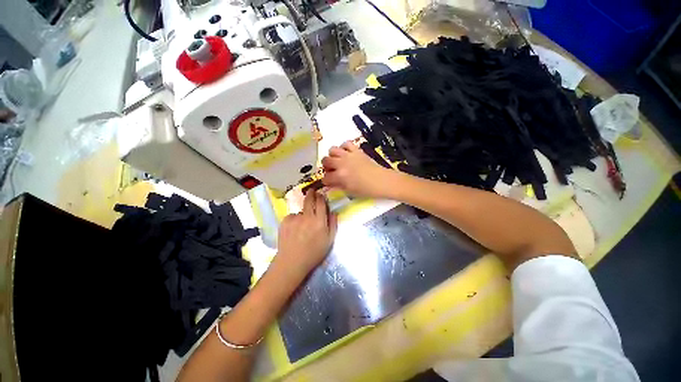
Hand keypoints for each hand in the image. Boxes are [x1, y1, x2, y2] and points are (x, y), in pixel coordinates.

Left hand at [273, 191, 337, 280]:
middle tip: (312, 191)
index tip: (320, 194)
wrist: (292, 262)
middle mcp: (307, 217)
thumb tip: (334, 211)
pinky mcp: (285, 221)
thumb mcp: (329, 240)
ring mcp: (295, 218)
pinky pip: (292, 216)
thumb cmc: (314, 253)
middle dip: (311, 194)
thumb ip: (333, 224)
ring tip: (302, 226)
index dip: (321, 196)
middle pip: (309, 200)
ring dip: (303, 213)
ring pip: (301, 210)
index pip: (321, 203)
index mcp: (319, 221)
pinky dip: (294, 220)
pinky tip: (294, 230)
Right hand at [321, 141, 394, 198]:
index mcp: (340, 176)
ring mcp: (349, 155)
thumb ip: (338, 186)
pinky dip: (344, 147)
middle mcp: (341, 164)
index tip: (329, 182)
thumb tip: (330, 185)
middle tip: (332, 171)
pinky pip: (346, 143)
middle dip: (326, 167)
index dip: (326, 181)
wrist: (382, 181)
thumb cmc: (366, 190)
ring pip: (332, 150)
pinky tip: (346, 154)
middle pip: (325, 161)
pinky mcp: (356, 150)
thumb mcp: (350, 191)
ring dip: (332, 156)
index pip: (325, 177)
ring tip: (337, 161)